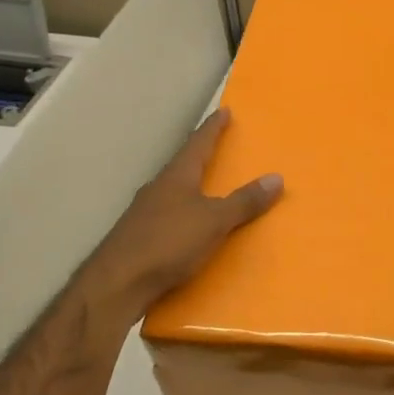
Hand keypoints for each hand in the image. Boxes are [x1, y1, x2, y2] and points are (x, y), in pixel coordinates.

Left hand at [82, 109, 281, 316]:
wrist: (117, 283)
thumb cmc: (168, 243)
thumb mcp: (214, 221)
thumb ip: (244, 201)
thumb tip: (276, 177)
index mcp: (177, 177)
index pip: (198, 143)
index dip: (213, 128)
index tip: (224, 111)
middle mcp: (158, 188)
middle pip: (183, 165)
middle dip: (201, 156)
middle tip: (219, 149)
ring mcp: (144, 213)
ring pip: (173, 192)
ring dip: (191, 188)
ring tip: (208, 190)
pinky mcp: (138, 238)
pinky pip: (168, 217)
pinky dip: (183, 216)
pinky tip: (190, 229)